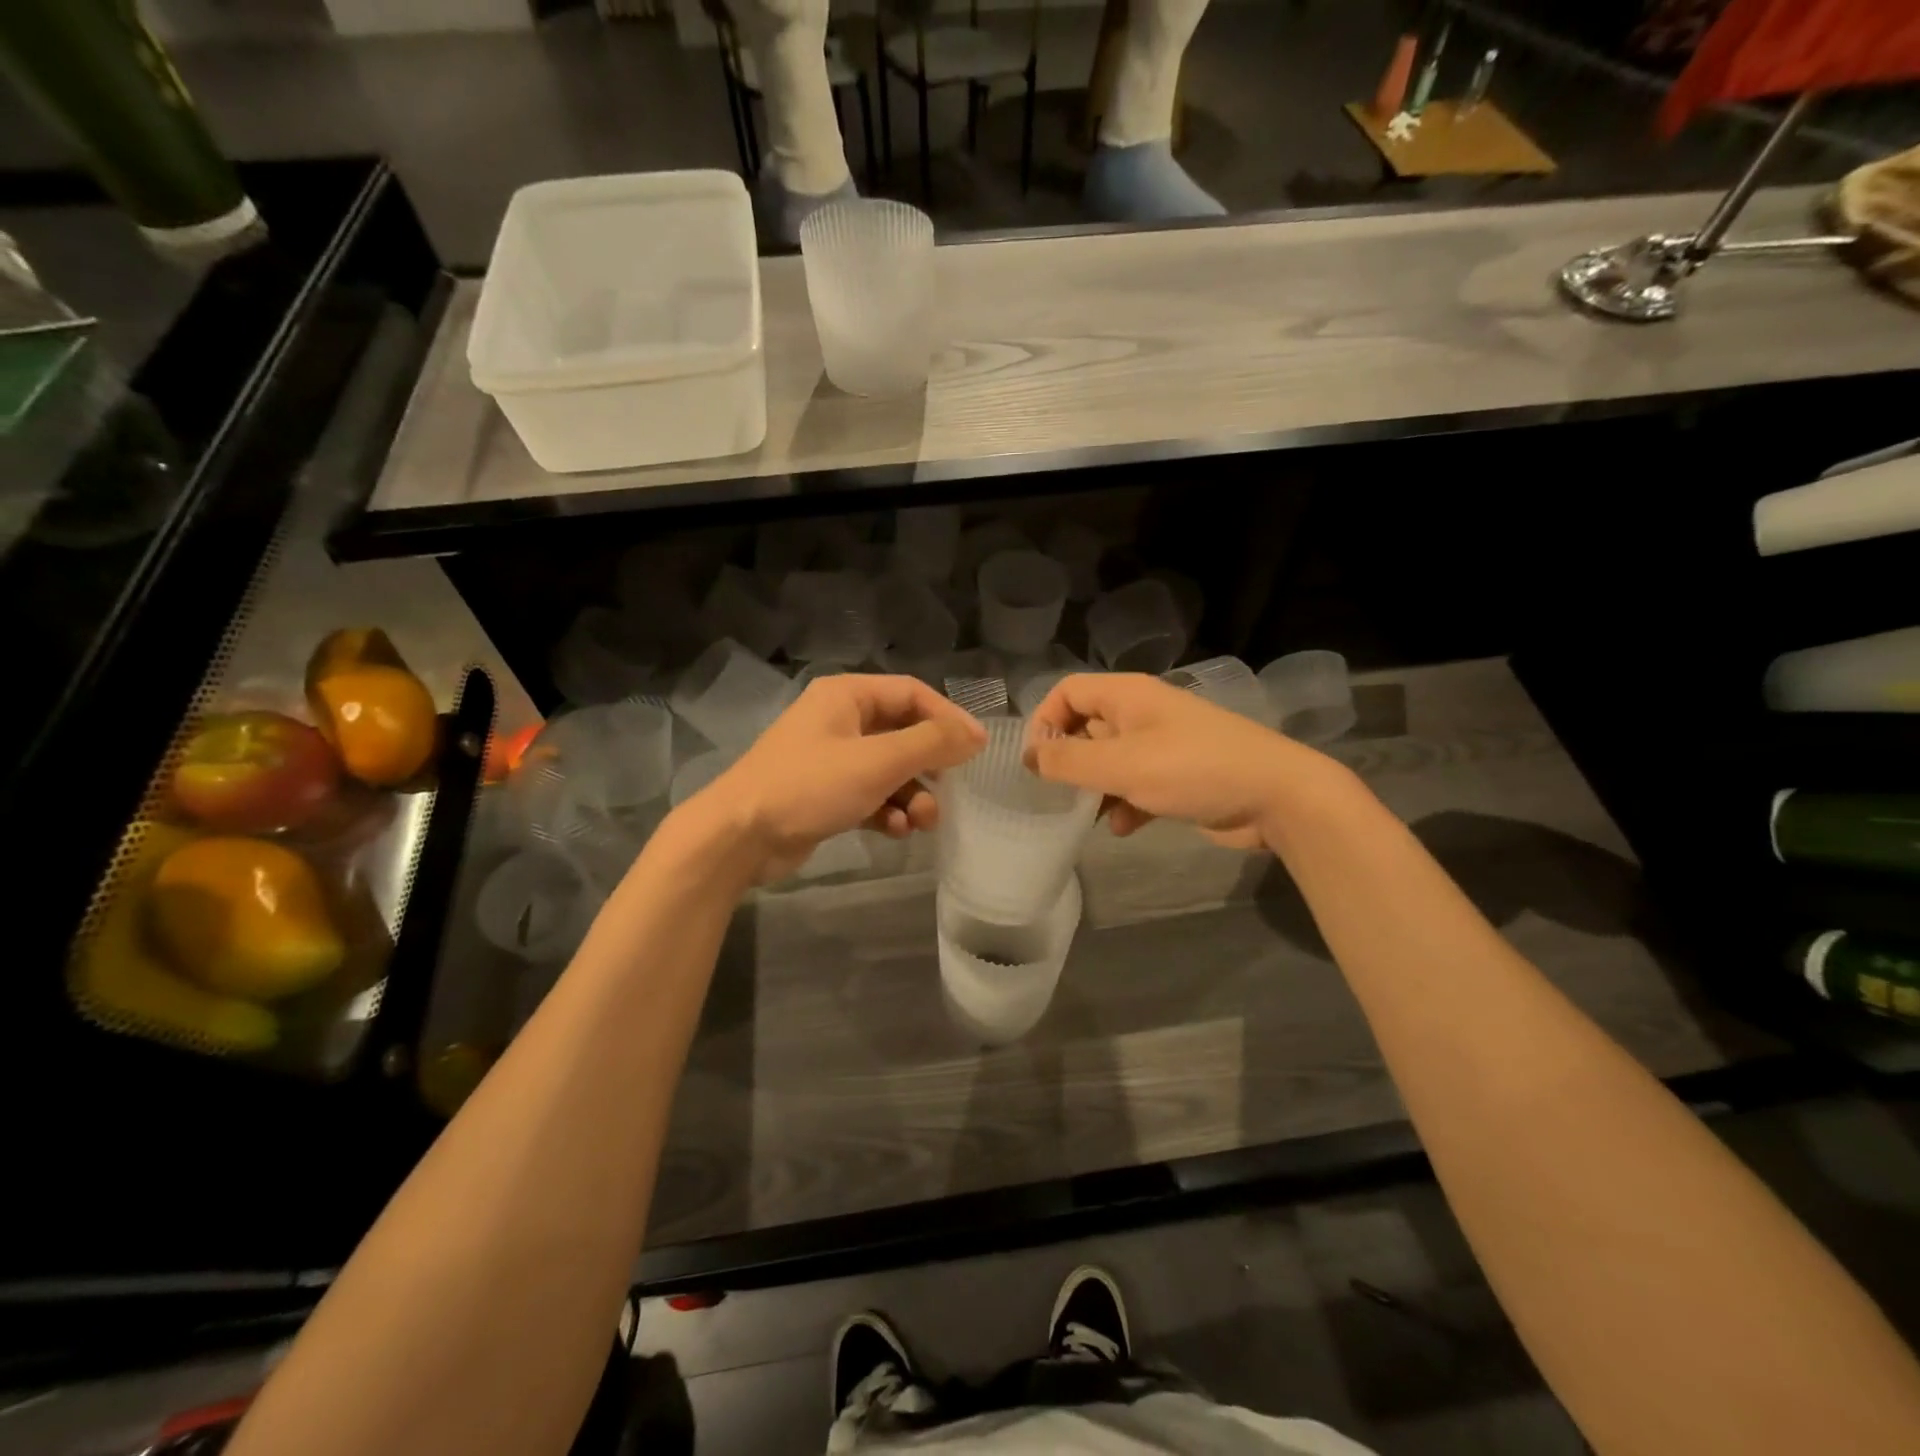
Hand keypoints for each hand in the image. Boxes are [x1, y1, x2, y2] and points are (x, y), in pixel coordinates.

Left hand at [704, 674, 985, 879]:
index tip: (977, 748)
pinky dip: (887, 810)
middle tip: (951, 791)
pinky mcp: (826, 794)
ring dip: (912, 795)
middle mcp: (840, 720)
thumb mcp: (878, 761)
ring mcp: (831, 759)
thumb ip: (931, 744)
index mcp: (847, 696)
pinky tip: (894, 831)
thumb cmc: (810, 785)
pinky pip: (871, 795)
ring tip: (922, 821)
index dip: (949, 718)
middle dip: (929, 766)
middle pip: (903, 734)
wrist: (739, 836)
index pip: (912, 694)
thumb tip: (975, 735)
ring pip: (889, 770)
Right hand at [1024, 673, 1310, 850]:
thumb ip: (1069, 762)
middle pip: (1087, 727)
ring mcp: (1163, 745)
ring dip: (1095, 787)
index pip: (1068, 691)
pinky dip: (1125, 804)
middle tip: (1056, 792)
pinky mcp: (1179, 777)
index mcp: (1128, 696)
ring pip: (1111, 761)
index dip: (1045, 720)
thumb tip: (1029, 757)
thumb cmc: (1192, 770)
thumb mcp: (1122, 765)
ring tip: (1085, 815)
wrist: (1277, 796)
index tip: (1036, 761)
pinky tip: (1124, 827)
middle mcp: (1143, 714)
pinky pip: (1137, 785)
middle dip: (1069, 760)